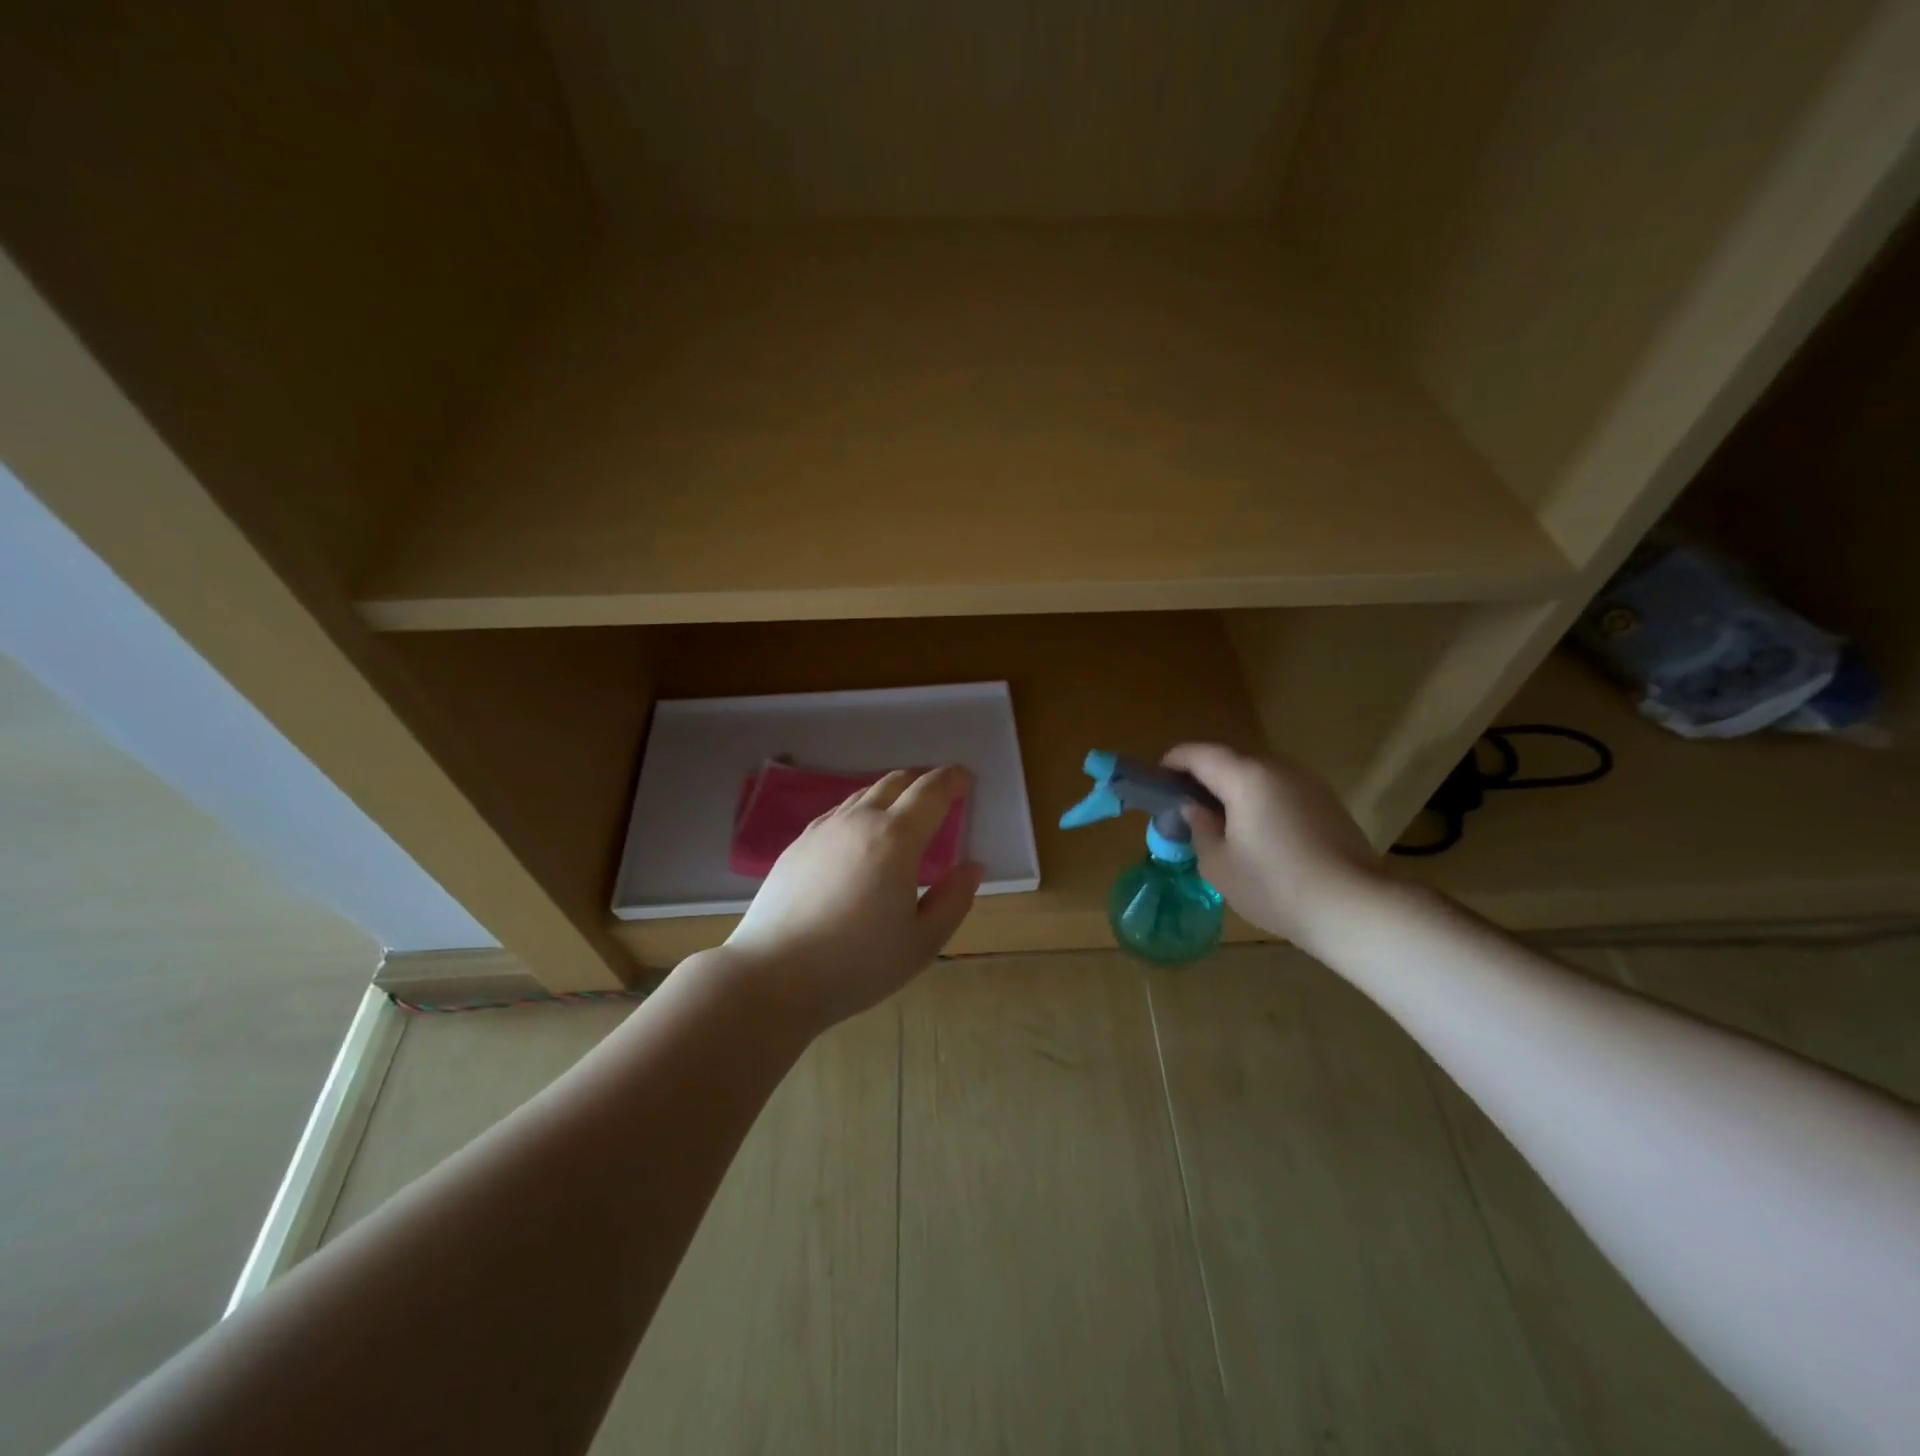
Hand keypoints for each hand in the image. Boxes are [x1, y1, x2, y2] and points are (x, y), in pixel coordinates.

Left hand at [720, 766, 983, 1029]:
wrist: (772, 976)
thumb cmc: (856, 964)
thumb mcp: (922, 943)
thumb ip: (953, 900)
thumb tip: (972, 867)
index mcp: (896, 839)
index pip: (930, 792)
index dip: (952, 780)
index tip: (965, 777)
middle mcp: (859, 821)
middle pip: (896, 782)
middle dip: (923, 780)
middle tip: (940, 790)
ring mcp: (823, 830)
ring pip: (864, 794)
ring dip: (891, 793)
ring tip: (903, 809)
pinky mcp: (798, 845)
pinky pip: (838, 813)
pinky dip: (861, 810)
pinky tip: (860, 833)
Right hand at [1162, 743, 1386, 948]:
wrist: (1354, 907)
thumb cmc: (1274, 885)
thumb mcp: (1219, 865)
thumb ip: (1200, 829)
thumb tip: (1196, 809)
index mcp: (1245, 777)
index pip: (1199, 754)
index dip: (1173, 761)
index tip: (1158, 780)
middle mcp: (1277, 769)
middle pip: (1230, 761)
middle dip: (1204, 777)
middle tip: (1186, 805)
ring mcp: (1308, 783)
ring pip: (1258, 776)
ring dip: (1234, 789)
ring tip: (1220, 821)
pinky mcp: (1328, 803)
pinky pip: (1281, 791)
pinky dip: (1260, 801)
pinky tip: (1258, 834)